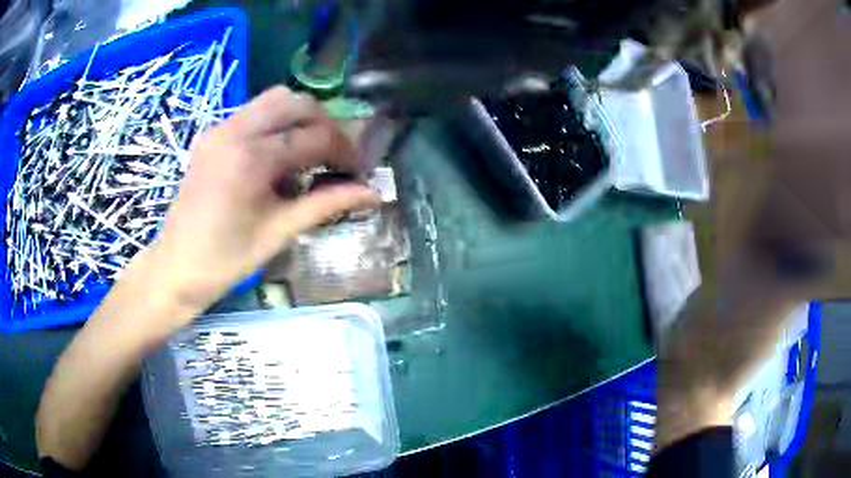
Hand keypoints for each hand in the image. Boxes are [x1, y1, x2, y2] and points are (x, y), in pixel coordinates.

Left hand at [140, 86, 378, 317]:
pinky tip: (277, 156)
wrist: (177, 267)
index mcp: (252, 157)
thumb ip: (326, 204)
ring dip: (299, 119)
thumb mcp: (280, 232)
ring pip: (273, 100)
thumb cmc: (227, 259)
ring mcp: (220, 129)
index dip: (345, 152)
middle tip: (335, 156)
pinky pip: (253, 113)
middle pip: (295, 102)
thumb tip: (372, 193)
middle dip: (324, 123)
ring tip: (309, 152)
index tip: (360, 171)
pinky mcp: (212, 135)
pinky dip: (275, 125)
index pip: (315, 137)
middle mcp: (235, 130)